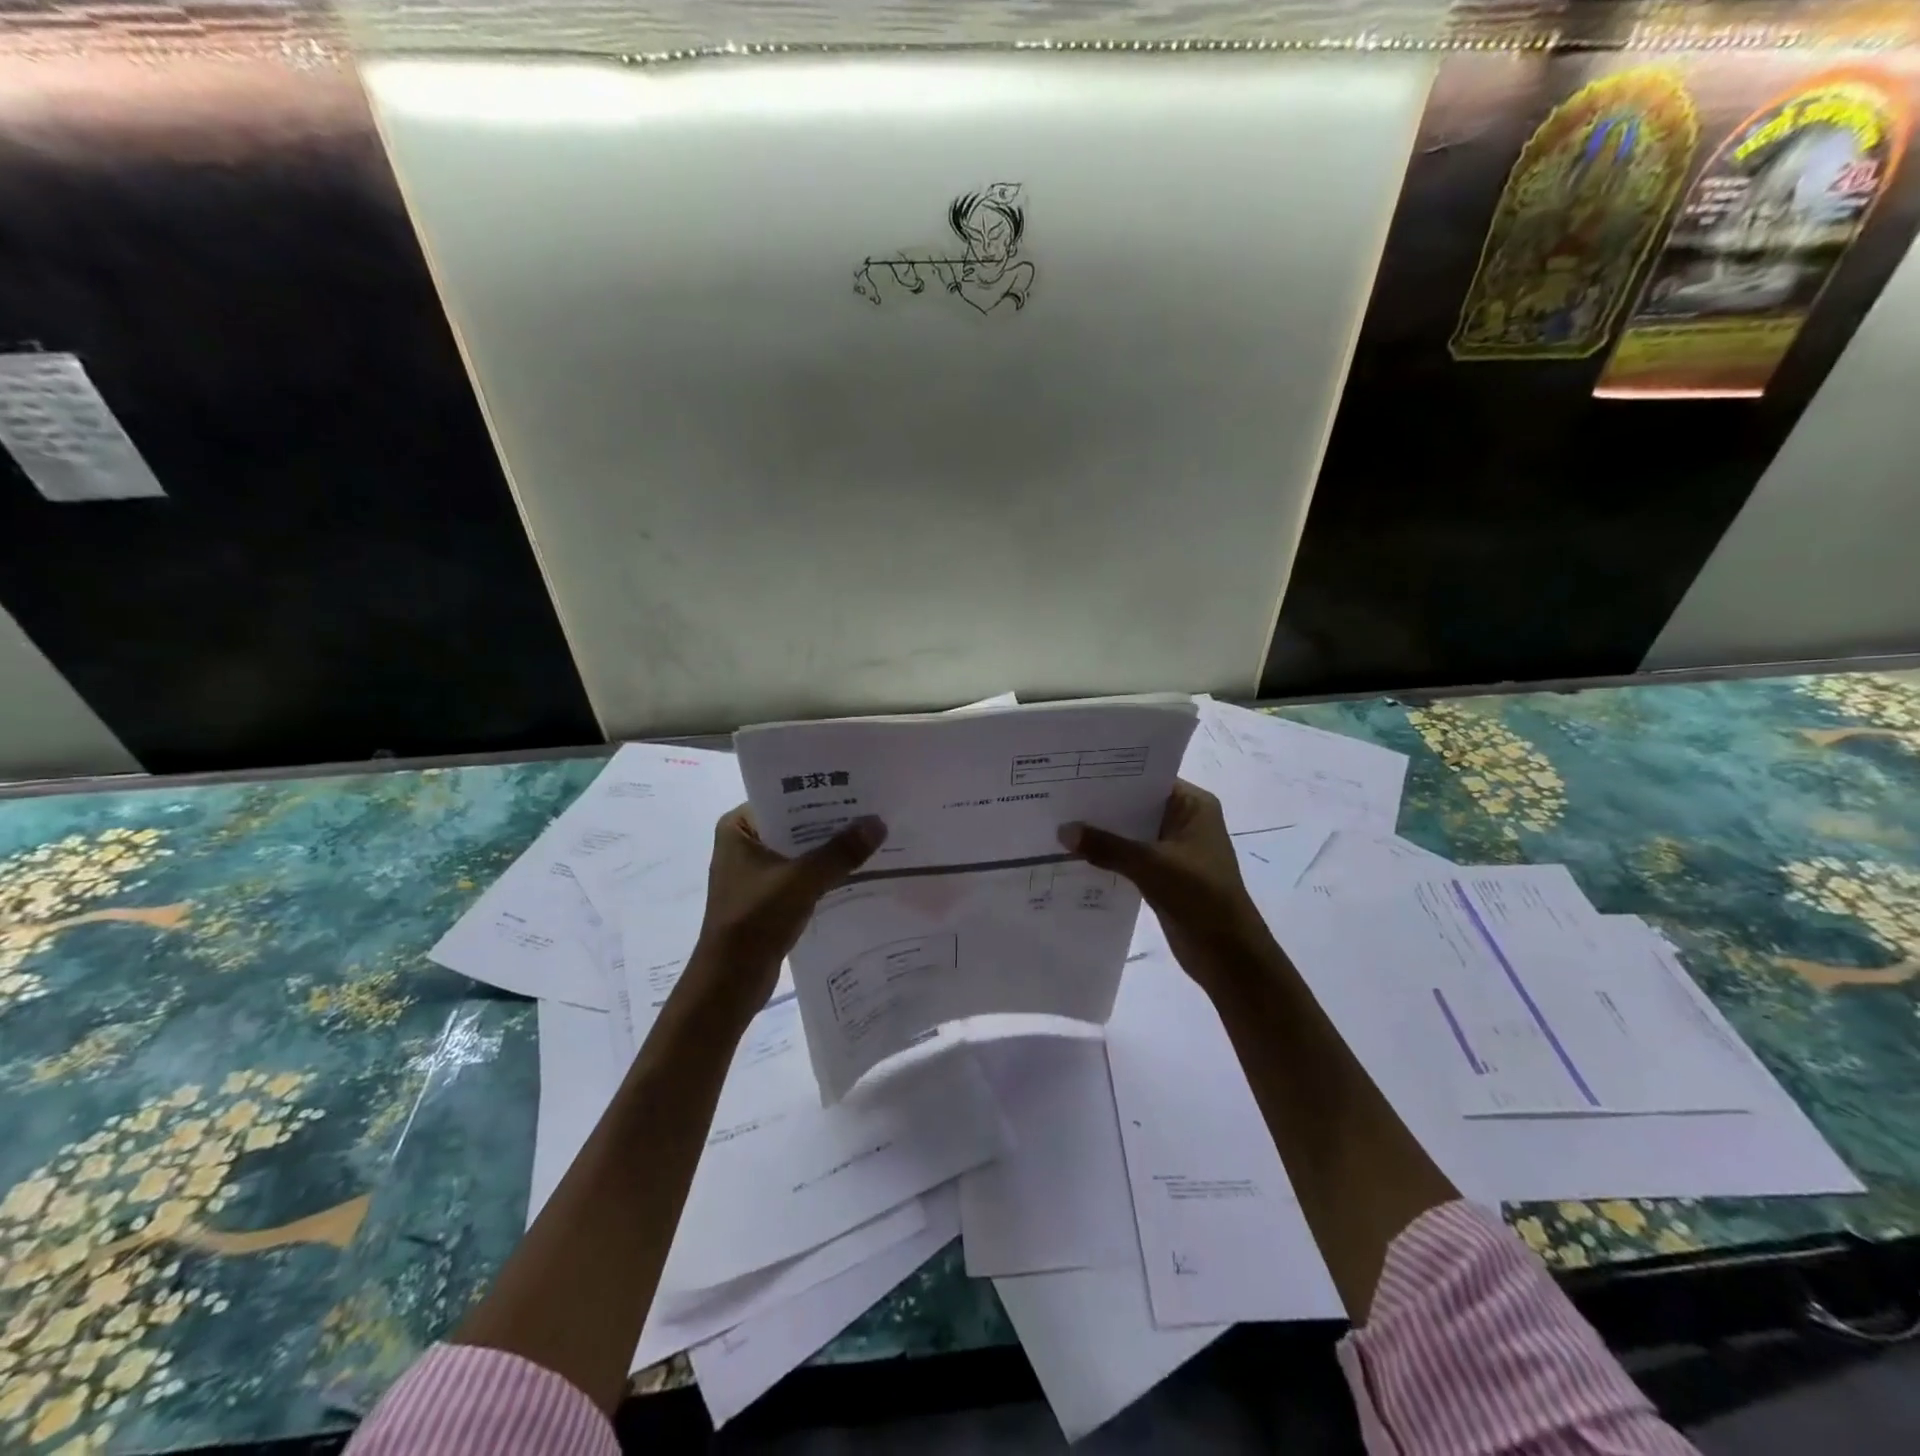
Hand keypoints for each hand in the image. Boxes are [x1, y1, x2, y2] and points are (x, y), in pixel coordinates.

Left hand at [690, 807, 886, 1014]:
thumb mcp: (801, 881)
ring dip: (831, 849)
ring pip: (802, 850)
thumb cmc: (754, 921)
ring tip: (874, 836)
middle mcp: (744, 843)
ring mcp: (756, 872)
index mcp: (738, 827)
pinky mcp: (768, 897)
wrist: (729, 983)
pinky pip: (803, 874)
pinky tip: (859, 869)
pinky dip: (826, 872)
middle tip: (875, 809)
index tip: (859, 786)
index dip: (821, 793)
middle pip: (796, 823)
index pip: (785, 796)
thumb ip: (841, 852)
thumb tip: (879, 823)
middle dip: (832, 822)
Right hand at [1058, 781, 1273, 996]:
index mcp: (1193, 805)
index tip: (1073, 773)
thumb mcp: (1151, 865)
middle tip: (1057, 797)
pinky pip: (1129, 857)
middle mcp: (1183, 820)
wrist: (1228, 954)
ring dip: (1102, 834)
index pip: (1147, 778)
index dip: (1112, 775)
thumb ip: (1107, 846)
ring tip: (1057, 823)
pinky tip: (1074, 855)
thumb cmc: (1200, 895)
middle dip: (1101, 806)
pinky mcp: (1163, 874)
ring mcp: (1173, 849)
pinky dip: (1108, 857)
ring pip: (1130, 833)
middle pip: (1135, 806)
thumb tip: (1063, 831)